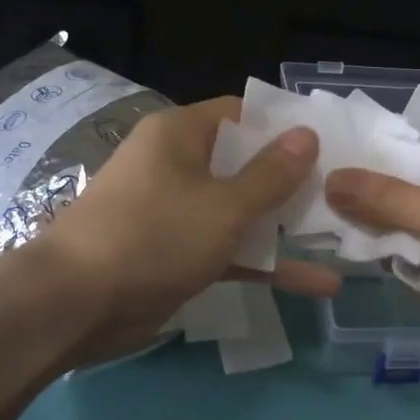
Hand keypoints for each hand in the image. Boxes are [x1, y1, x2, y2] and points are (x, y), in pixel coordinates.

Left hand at [33, 97, 340, 364]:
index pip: (241, 114)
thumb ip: (272, 174)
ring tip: (343, 238)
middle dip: (292, 182)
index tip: (330, 144)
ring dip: (284, 228)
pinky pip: (228, 249)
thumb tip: (307, 132)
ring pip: (240, 212)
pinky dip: (264, 263)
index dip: (285, 127)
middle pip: (245, 164)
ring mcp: (176, 212)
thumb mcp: (224, 205)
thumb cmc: (154, 236)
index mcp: (181, 135)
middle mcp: (177, 165)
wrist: (75, 305)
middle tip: (344, 194)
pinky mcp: (176, 254)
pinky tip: (315, 283)